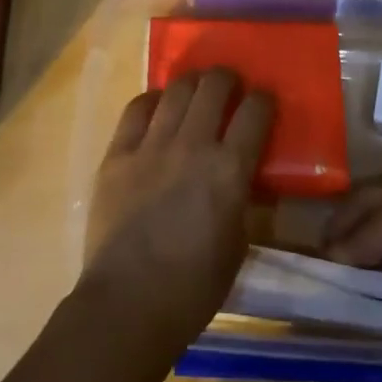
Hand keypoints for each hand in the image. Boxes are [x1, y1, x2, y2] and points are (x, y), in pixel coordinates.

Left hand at [82, 69, 274, 354]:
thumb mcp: (236, 245)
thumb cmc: (192, 288)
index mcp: (229, 170)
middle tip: (229, 86)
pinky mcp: (118, 153)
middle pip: (213, 87)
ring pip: (176, 90)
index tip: (263, 99)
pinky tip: (157, 106)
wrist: (128, 303)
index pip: (254, 113)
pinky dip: (151, 101)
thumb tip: (239, 180)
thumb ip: (240, 202)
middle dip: (227, 79)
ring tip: (195, 87)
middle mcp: (193, 145)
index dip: (263, 100)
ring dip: (192, 83)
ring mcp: (151, 145)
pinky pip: (136, 109)